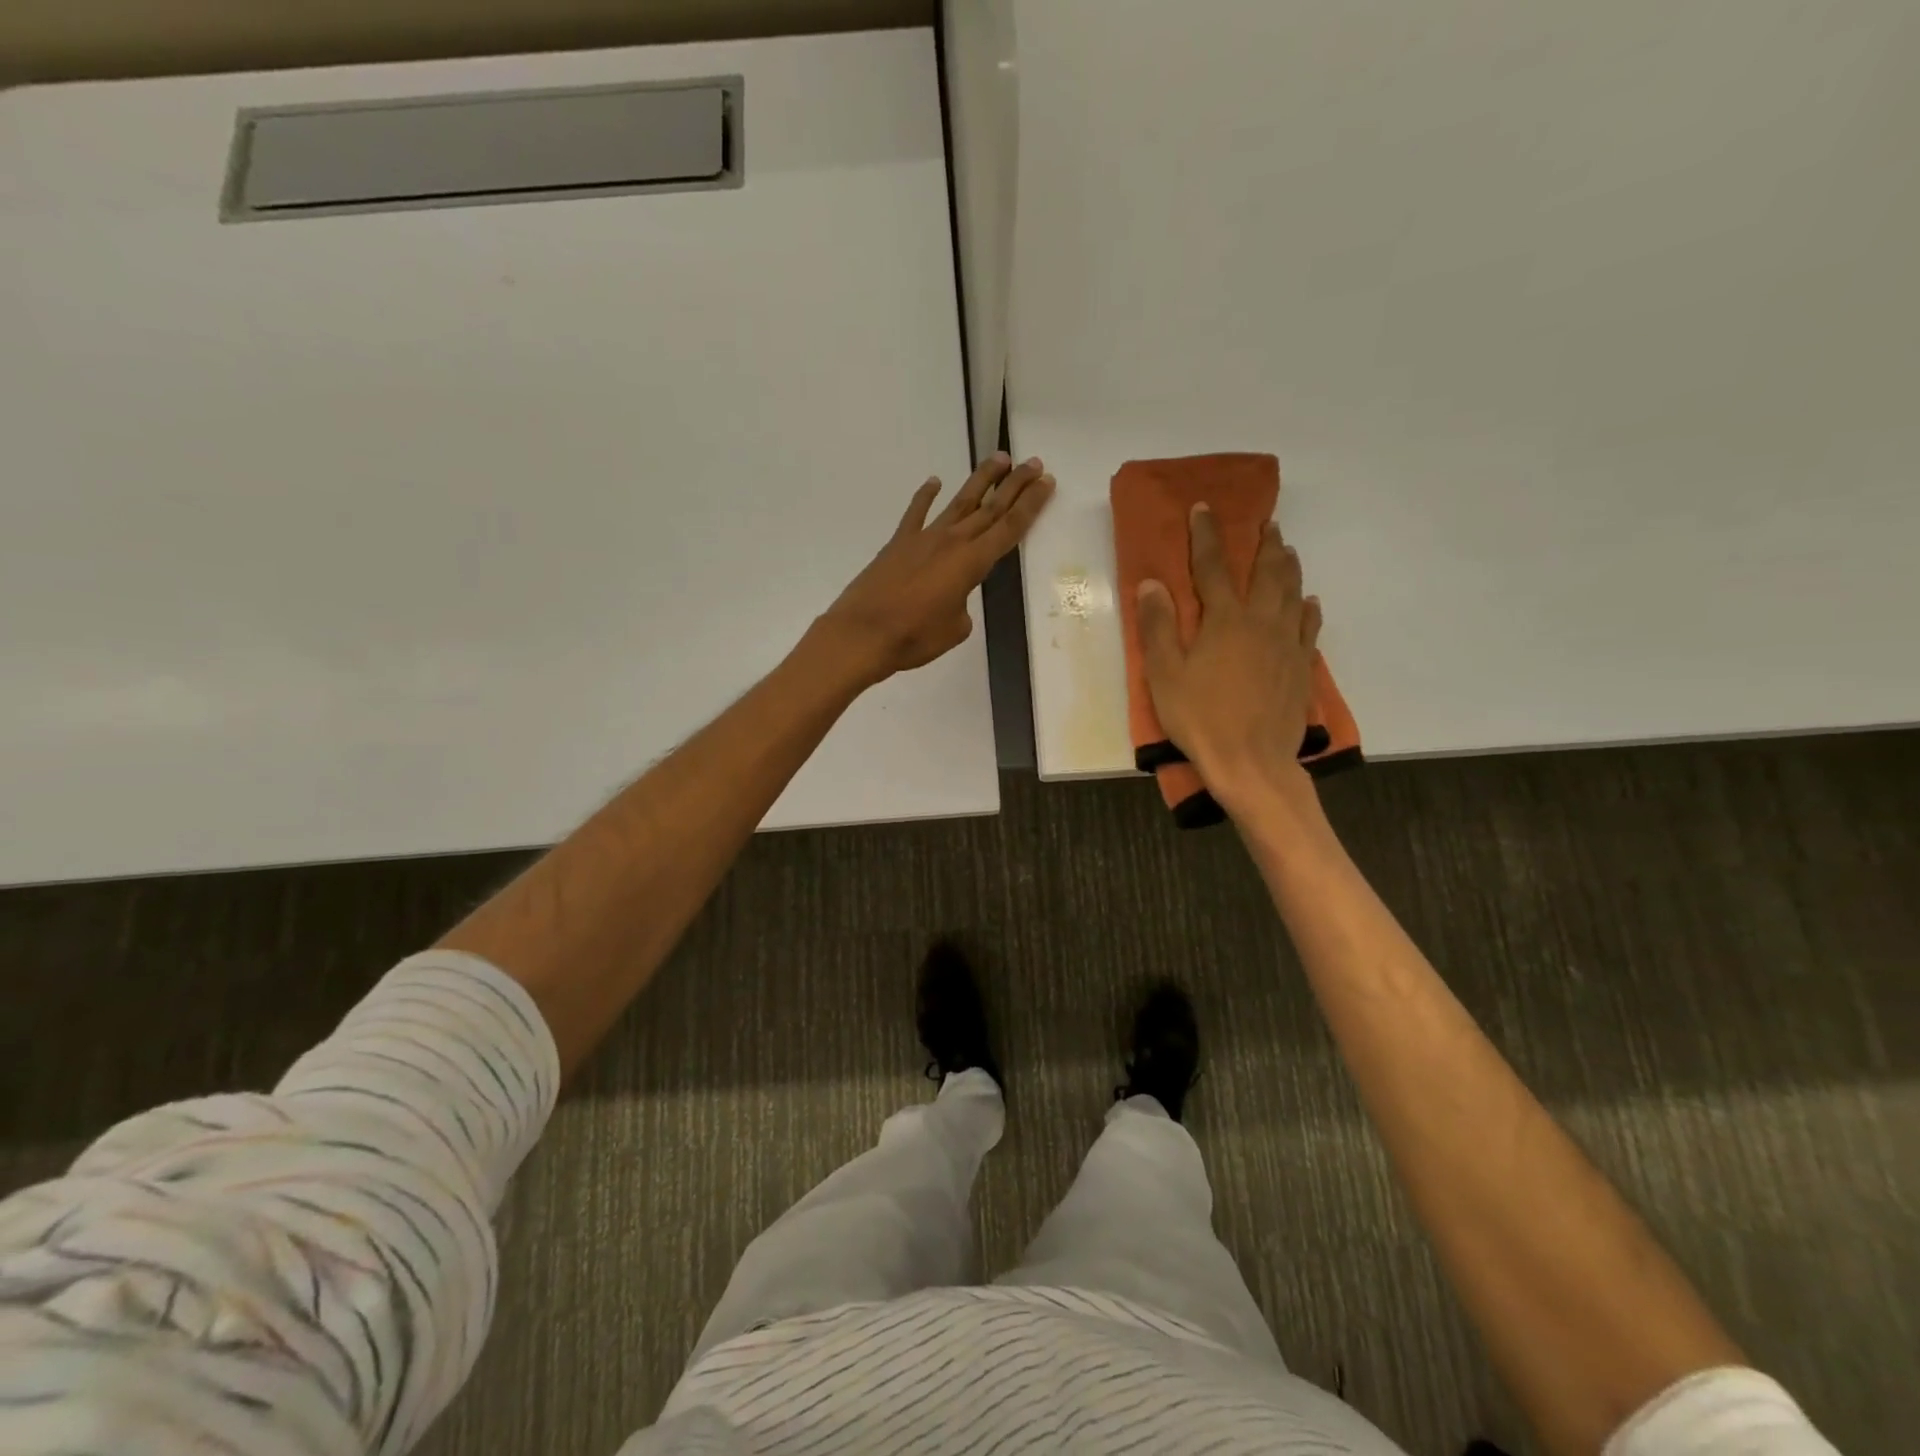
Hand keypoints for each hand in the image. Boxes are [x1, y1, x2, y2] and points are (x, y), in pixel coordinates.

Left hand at [813, 453, 1054, 686]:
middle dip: (1015, 485)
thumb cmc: (913, 637)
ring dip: (980, 480)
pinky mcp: (898, 543)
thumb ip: (961, 607)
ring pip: (959, 502)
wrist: (863, 633)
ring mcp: (923, 538)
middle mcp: (952, 542)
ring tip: (999, 459)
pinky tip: (934, 481)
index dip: (1030, 505)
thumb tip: (952, 598)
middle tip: (1034, 463)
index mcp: (971, 563)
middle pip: (990, 508)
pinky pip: (916, 513)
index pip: (1009, 528)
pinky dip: (925, 496)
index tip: (1046, 483)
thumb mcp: (954, 630)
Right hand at [1137, 504, 1321, 808]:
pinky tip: (1309, 601)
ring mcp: (1286, 643)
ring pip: (1292, 592)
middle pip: (1265, 572)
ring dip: (1289, 567)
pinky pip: (1309, 626)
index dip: (1206, 535)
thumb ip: (1158, 627)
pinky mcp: (1300, 666)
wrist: (1251, 761)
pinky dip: (1308, 608)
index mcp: (1224, 621)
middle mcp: (1260, 622)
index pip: (1213, 567)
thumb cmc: (1200, 718)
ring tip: (1287, 549)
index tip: (1203, 508)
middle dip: (1263, 544)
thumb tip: (1152, 583)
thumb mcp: (1165, 675)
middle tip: (1266, 523)